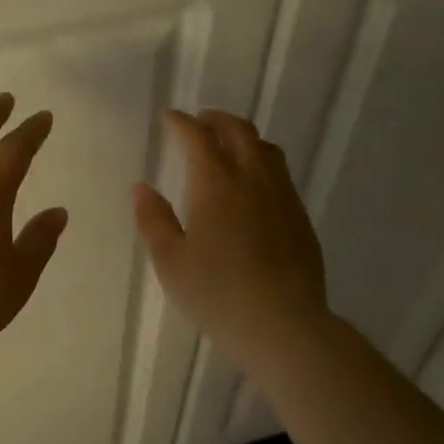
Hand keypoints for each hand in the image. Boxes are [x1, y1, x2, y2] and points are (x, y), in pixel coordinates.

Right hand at [134, 109, 328, 373]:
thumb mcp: (171, 262)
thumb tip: (142, 188)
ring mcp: (283, 198)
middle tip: (200, 122)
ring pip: (266, 150)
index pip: (199, 138)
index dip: (182, 123)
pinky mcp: (300, 218)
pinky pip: (281, 175)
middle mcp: (253, 180)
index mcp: (216, 186)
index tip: (170, 118)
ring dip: (244, 137)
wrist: (283, 325)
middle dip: (216, 120)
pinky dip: (262, 163)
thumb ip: (154, 220)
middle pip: (239, 132)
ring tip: (228, 147)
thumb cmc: (217, 294)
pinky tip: (254, 186)